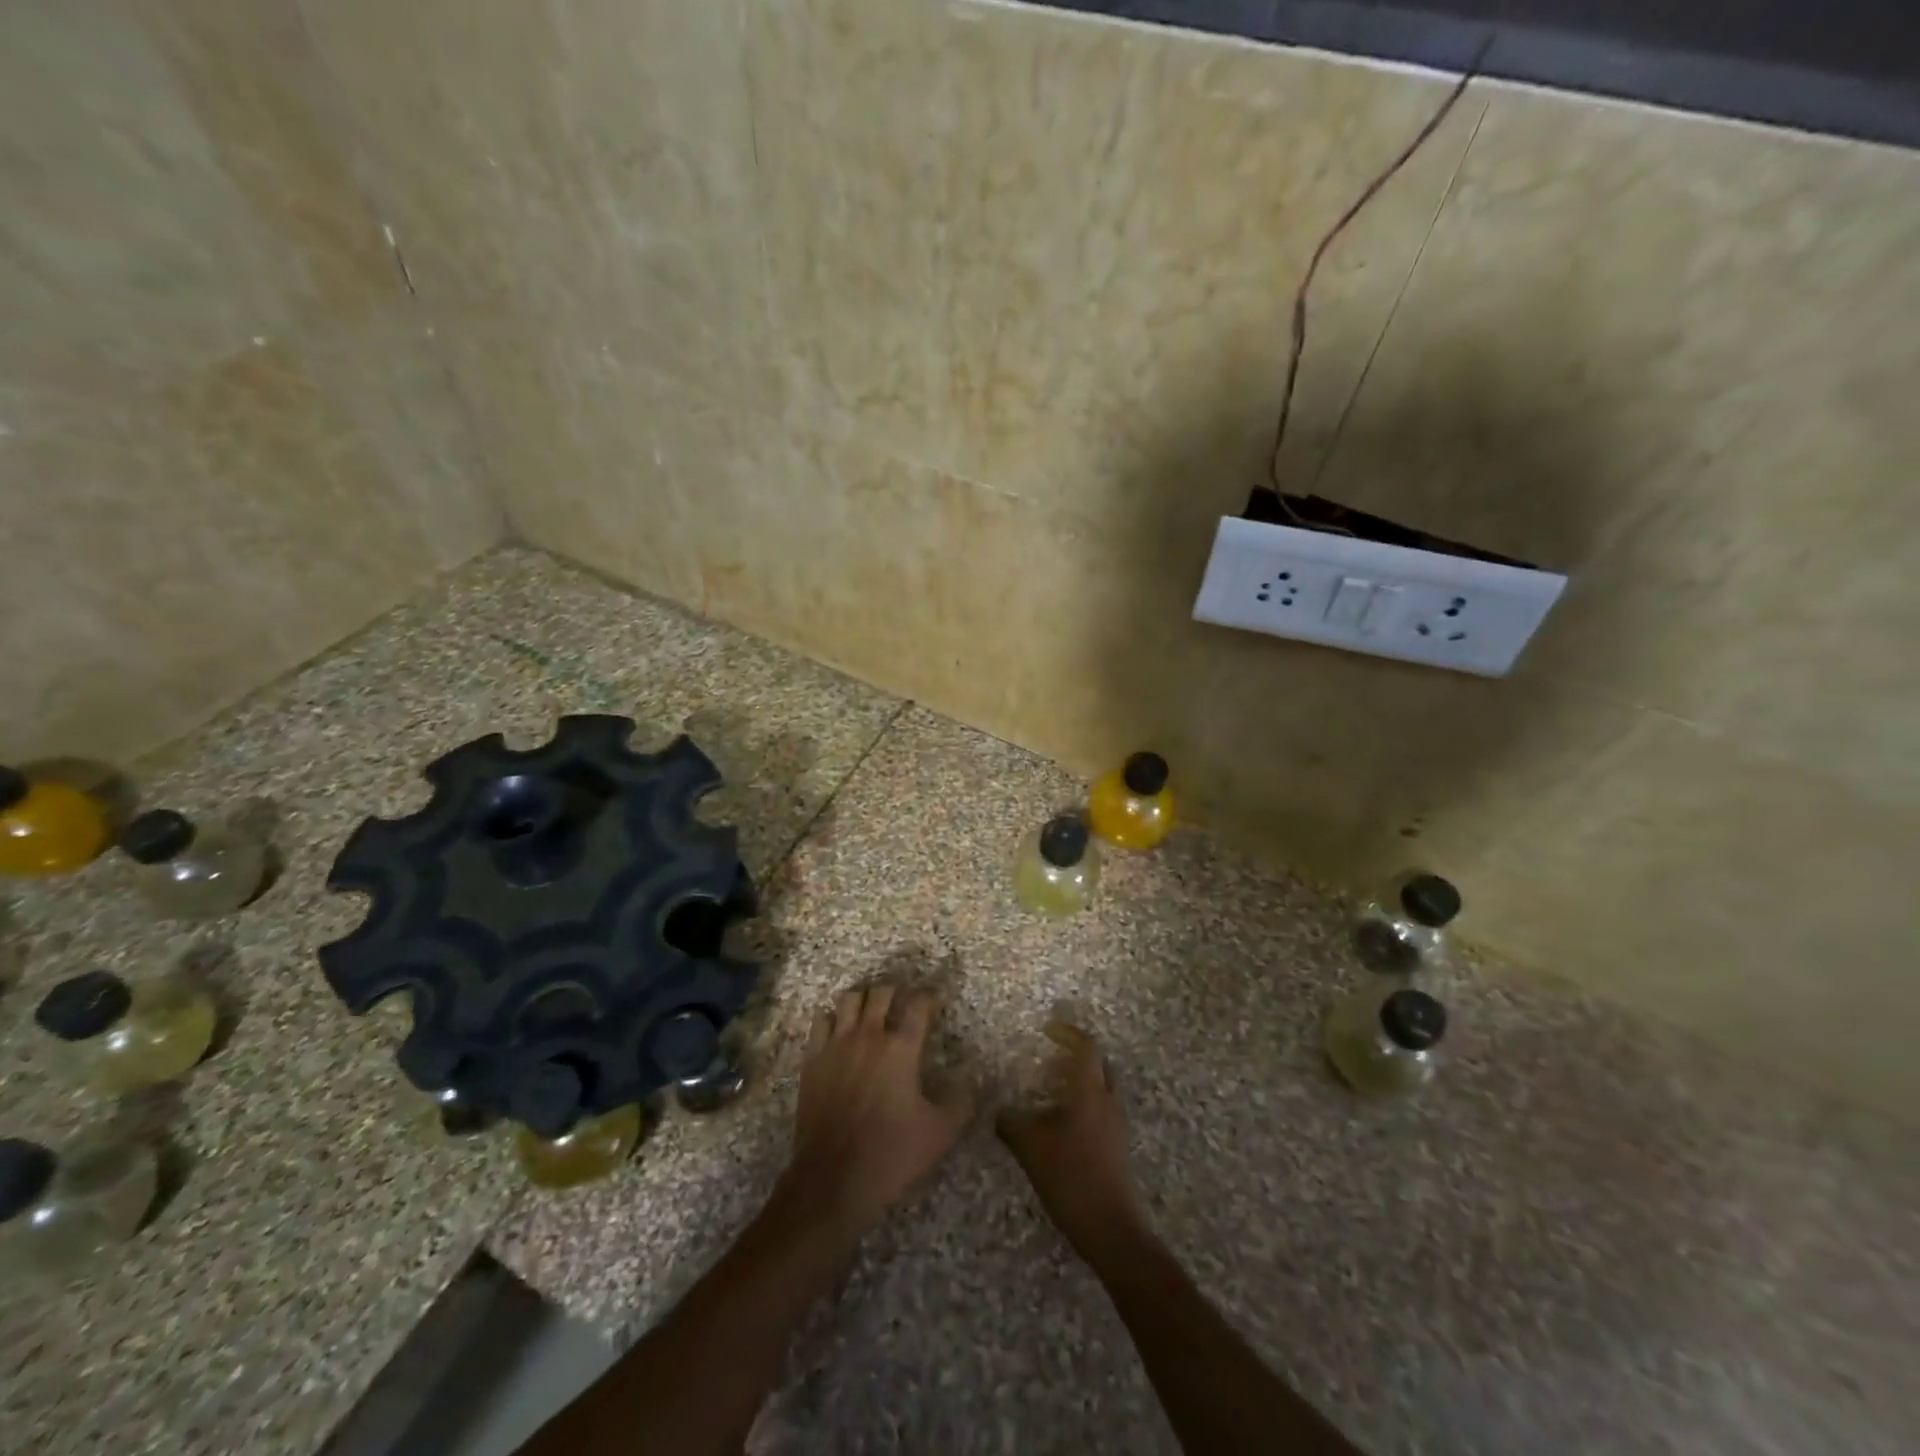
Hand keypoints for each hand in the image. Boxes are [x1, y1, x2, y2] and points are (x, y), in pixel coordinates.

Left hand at [781, 984, 971, 1238]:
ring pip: (849, 1000)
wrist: (832, 1179)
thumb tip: (970, 1079)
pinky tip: (839, 1030)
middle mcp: (868, 1036)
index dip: (930, 996)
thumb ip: (960, 1101)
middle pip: (882, 993)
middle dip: (896, 991)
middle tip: (903, 1003)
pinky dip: (833, 1019)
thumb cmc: (891, 1154)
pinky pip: (821, 1021)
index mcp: (901, 1049)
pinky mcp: (812, 1059)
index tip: (935, 999)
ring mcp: (836, 1045)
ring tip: (871, 1011)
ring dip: (864, 999)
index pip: (919, 1005)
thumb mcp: (940, 1133)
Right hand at [997, 1023, 1152, 1265]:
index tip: (1049, 1030)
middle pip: (1099, 1065)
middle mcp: (1107, 1101)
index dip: (1068, 1034)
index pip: (1086, 1048)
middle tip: (1053, 1056)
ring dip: (1082, 1082)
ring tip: (1053, 1090)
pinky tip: (1063, 1124)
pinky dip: (1084, 1105)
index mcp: (1089, 1091)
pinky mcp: (1117, 1148)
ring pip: (1102, 1089)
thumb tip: (999, 1111)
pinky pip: (1102, 1112)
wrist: (1111, 1229)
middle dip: (1079, 1055)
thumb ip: (1010, 1122)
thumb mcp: (1030, 1147)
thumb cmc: (1070, 1176)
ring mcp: (1116, 1126)